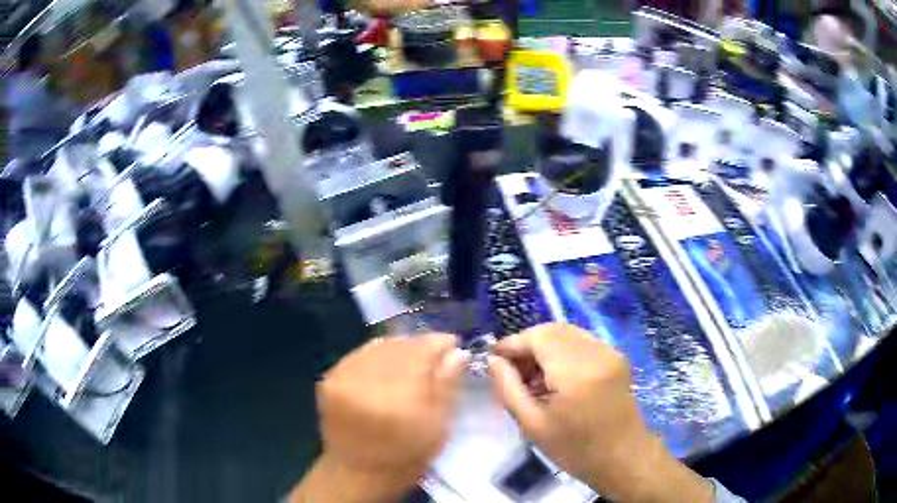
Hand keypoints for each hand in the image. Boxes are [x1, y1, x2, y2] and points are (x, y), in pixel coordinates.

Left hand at [290, 333, 467, 502]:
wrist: (356, 474)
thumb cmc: (405, 457)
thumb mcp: (437, 428)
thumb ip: (447, 386)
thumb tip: (457, 352)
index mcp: (396, 396)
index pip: (421, 350)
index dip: (440, 343)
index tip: (453, 344)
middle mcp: (364, 380)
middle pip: (399, 345)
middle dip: (421, 346)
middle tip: (436, 354)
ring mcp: (342, 377)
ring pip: (379, 346)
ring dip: (399, 349)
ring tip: (412, 359)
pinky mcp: (328, 378)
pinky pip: (360, 354)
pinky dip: (377, 355)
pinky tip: (387, 366)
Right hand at [488, 323, 712, 502]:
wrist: (623, 457)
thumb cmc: (575, 450)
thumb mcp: (532, 425)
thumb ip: (508, 388)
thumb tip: (493, 360)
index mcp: (576, 372)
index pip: (537, 337)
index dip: (512, 343)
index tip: (493, 358)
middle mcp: (596, 352)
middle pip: (552, 330)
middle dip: (527, 344)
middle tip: (511, 371)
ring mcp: (609, 352)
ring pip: (567, 333)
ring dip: (544, 347)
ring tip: (531, 378)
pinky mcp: (616, 357)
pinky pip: (581, 342)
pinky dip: (561, 351)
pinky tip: (554, 377)